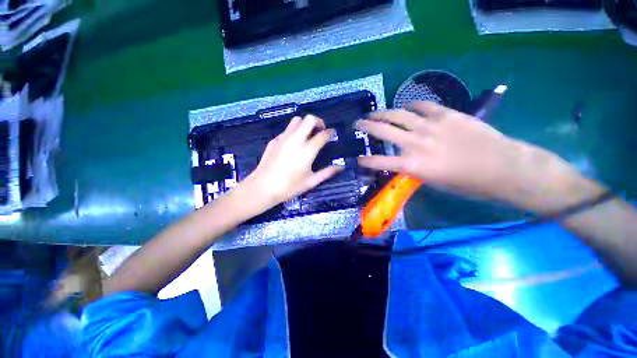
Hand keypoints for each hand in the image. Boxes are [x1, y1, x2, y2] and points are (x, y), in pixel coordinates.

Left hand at [241, 115, 342, 209]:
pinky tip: (293, 143)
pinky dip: (294, 131)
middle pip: (309, 119)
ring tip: (307, 134)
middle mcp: (296, 140)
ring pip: (296, 120)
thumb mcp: (311, 182)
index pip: (322, 135)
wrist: (263, 187)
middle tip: (320, 130)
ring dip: (305, 124)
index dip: (330, 132)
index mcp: (307, 151)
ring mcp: (283, 138)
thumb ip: (327, 173)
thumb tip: (340, 167)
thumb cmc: (289, 187)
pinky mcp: (274, 140)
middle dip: (318, 121)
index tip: (332, 134)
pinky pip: (287, 129)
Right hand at [354, 101, 596, 211]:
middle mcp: (416, 143)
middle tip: (357, 123)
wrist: (503, 167)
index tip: (357, 159)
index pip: (379, 161)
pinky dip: (412, 105)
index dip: (365, 160)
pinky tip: (408, 106)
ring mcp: (431, 125)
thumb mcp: (432, 181)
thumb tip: (403, 160)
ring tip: (374, 112)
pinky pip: (423, 106)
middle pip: (383, 130)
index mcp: (413, 164)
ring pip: (398, 114)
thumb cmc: (467, 183)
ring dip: (382, 113)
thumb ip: (414, 168)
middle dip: (366, 126)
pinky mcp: (446, 114)